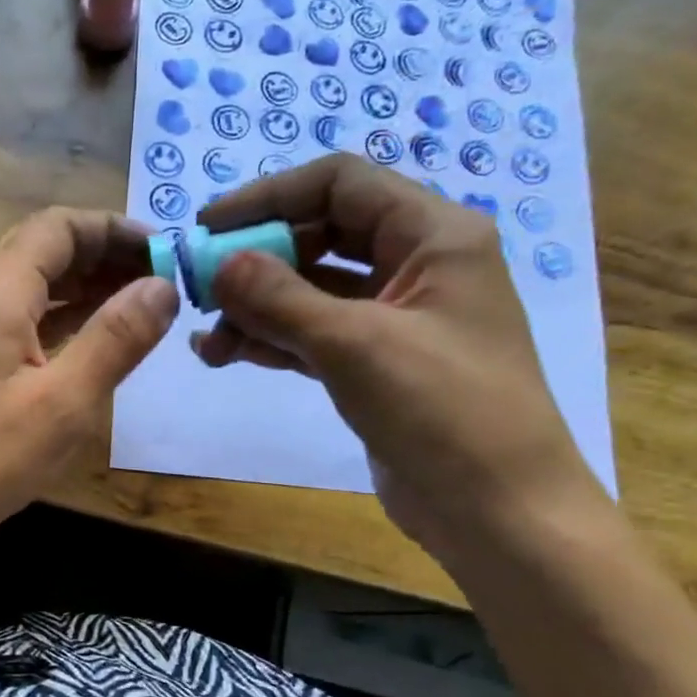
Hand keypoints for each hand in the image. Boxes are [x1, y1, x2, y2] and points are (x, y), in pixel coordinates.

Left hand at [0, 207, 177, 543]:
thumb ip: (116, 339)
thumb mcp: (64, 403)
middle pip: (44, 249)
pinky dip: (62, 318)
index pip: (59, 227)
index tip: (165, 252)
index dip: (115, 229)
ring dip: (85, 286)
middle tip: (159, 279)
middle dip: (103, 254)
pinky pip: (21, 320)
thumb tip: (162, 285)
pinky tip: (94, 339)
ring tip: (139, 305)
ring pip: (32, 286)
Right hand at [191, 156, 601, 561]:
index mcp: (433, 236)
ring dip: (256, 309)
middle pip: (320, 237)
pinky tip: (225, 353)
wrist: (497, 512)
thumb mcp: (354, 344)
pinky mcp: (376, 364)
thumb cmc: (442, 411)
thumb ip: (279, 298)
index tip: (208, 226)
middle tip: (199, 288)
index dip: (269, 196)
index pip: (340, 184)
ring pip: (312, 291)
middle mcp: (417, 265)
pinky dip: (272, 340)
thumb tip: (217, 263)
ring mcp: (396, 318)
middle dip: (256, 261)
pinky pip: (314, 334)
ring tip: (205, 341)